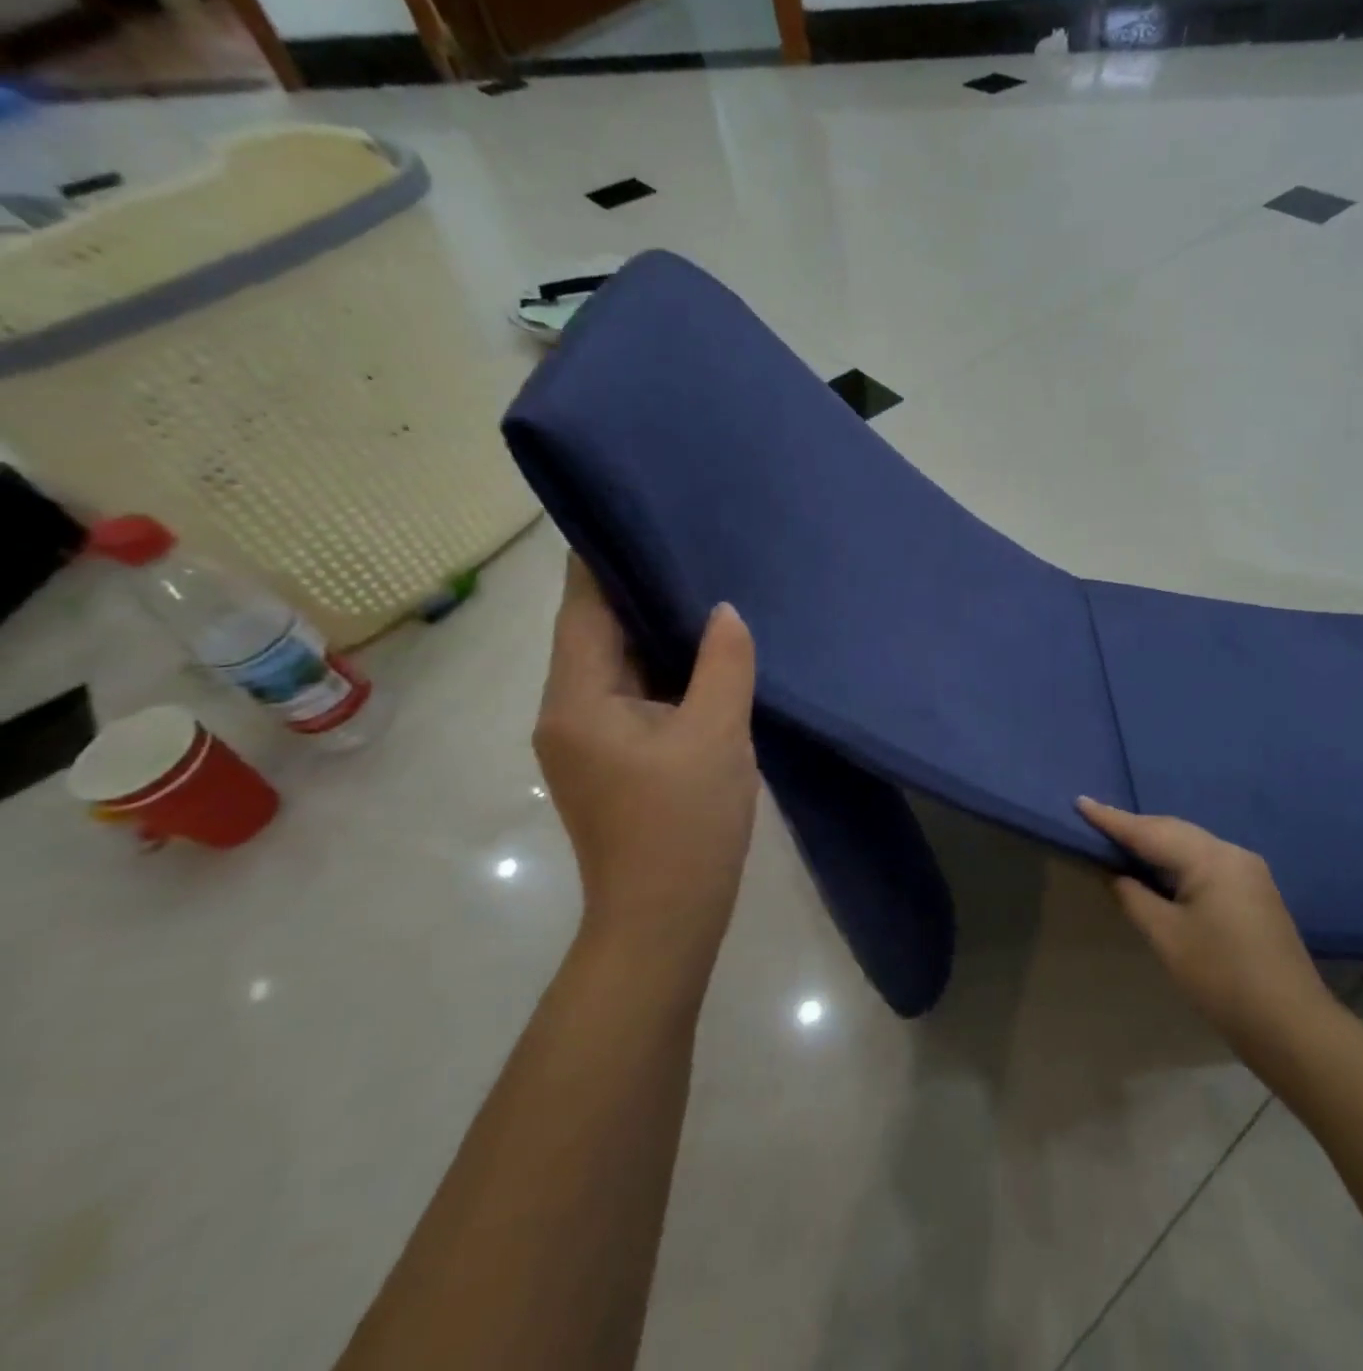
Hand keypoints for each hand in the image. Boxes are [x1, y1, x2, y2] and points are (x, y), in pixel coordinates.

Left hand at [535, 555, 758, 984]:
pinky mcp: (610, 760)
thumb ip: (722, 664)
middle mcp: (566, 711)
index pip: (584, 607)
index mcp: (578, 698)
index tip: (641, 514)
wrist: (664, 920)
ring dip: (654, 634)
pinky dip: (661, 671)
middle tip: (691, 549)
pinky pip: (632, 696)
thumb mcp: (717, 735)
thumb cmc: (685, 825)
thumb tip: (723, 611)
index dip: (606, 559)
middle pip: (597, 633)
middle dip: (640, 592)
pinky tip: (703, 655)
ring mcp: (586, 739)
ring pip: (617, 666)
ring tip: (703, 591)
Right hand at [1076, 798, 1333, 1041]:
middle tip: (1096, 821)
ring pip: (1191, 844)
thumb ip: (1134, 897)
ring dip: (1156, 842)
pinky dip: (1176, 859)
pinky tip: (1160, 869)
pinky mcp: (1255, 891)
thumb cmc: (1221, 978)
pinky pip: (1206, 861)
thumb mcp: (1167, 937)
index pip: (1150, 831)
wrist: (1291, 1025)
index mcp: (1210, 858)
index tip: (1080, 801)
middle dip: (1135, 827)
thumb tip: (1116, 874)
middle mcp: (1232, 853)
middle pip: (1173, 831)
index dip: (1112, 819)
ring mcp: (1249, 871)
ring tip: (1120, 842)